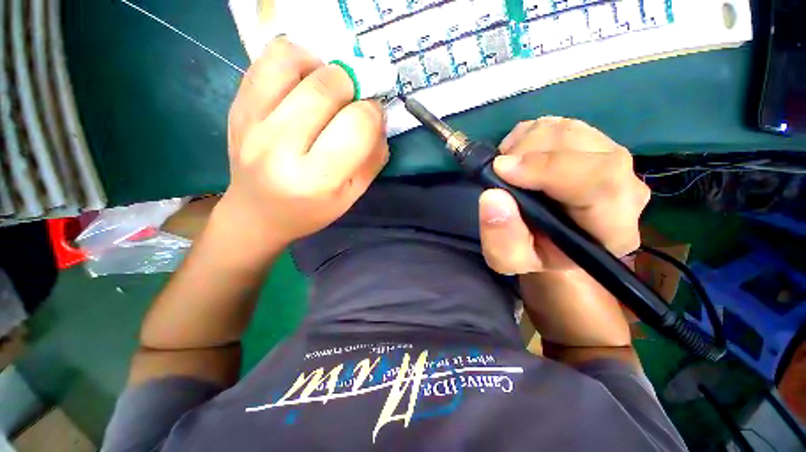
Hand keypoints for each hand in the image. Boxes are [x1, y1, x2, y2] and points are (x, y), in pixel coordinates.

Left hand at [217, 39, 388, 247]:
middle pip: (327, 87)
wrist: (258, 213)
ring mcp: (252, 121)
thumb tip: (378, 118)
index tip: (373, 118)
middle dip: (354, 87)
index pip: (357, 125)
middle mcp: (280, 146)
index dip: (373, 113)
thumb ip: (373, 158)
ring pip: (295, 61)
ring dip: (324, 68)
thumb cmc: (312, 210)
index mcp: (317, 179)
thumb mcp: (353, 195)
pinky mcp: (238, 105)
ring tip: (327, 90)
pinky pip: (269, 59)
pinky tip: (303, 82)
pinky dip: (296, 59)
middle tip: (353, 103)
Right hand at [478, 117, 649, 273]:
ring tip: (506, 170)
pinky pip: (557, 124)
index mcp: (612, 228)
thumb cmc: (532, 254)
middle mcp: (624, 187)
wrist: (549, 241)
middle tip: (498, 171)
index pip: (599, 182)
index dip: (547, 168)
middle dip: (528, 152)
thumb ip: (502, 239)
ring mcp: (610, 159)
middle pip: (581, 145)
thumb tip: (493, 196)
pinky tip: (517, 159)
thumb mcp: (508, 260)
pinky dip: (527, 136)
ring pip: (566, 129)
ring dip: (525, 144)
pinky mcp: (592, 142)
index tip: (501, 169)